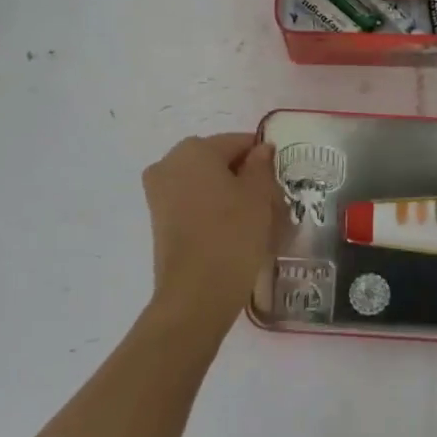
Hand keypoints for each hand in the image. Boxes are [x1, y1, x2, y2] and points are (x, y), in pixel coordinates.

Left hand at [141, 133, 278, 323]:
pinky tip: (231, 231)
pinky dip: (211, 209)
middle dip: (243, 176)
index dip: (262, 158)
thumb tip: (261, 150)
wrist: (196, 294)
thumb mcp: (259, 195)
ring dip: (228, 193)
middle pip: (217, 160)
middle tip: (269, 202)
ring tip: (252, 220)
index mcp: (194, 149)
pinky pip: (192, 201)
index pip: (238, 142)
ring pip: (204, 182)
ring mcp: (158, 192)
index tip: (279, 181)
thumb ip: (261, 166)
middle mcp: (169, 163)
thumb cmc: (233, 235)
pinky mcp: (158, 219)